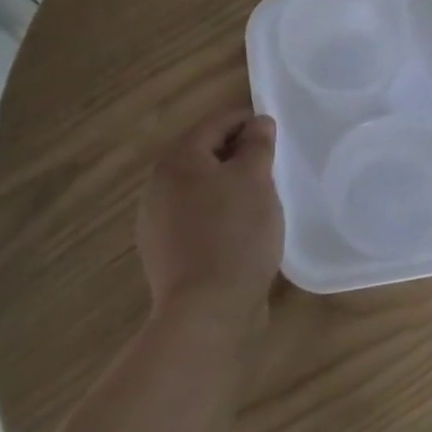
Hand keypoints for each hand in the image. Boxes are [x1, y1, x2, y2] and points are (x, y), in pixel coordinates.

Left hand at [137, 106, 285, 325]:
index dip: (247, 119)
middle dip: (237, 152)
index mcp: (178, 160)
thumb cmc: (235, 234)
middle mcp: (158, 185)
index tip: (274, 128)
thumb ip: (257, 145)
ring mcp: (157, 222)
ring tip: (260, 195)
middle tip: (272, 162)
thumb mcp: (255, 180)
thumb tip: (258, 123)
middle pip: (203, 154)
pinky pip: (196, 218)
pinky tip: (240, 228)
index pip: (216, 123)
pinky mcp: (165, 253)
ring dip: (227, 185)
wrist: (206, 311)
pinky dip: (218, 213)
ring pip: (199, 188)